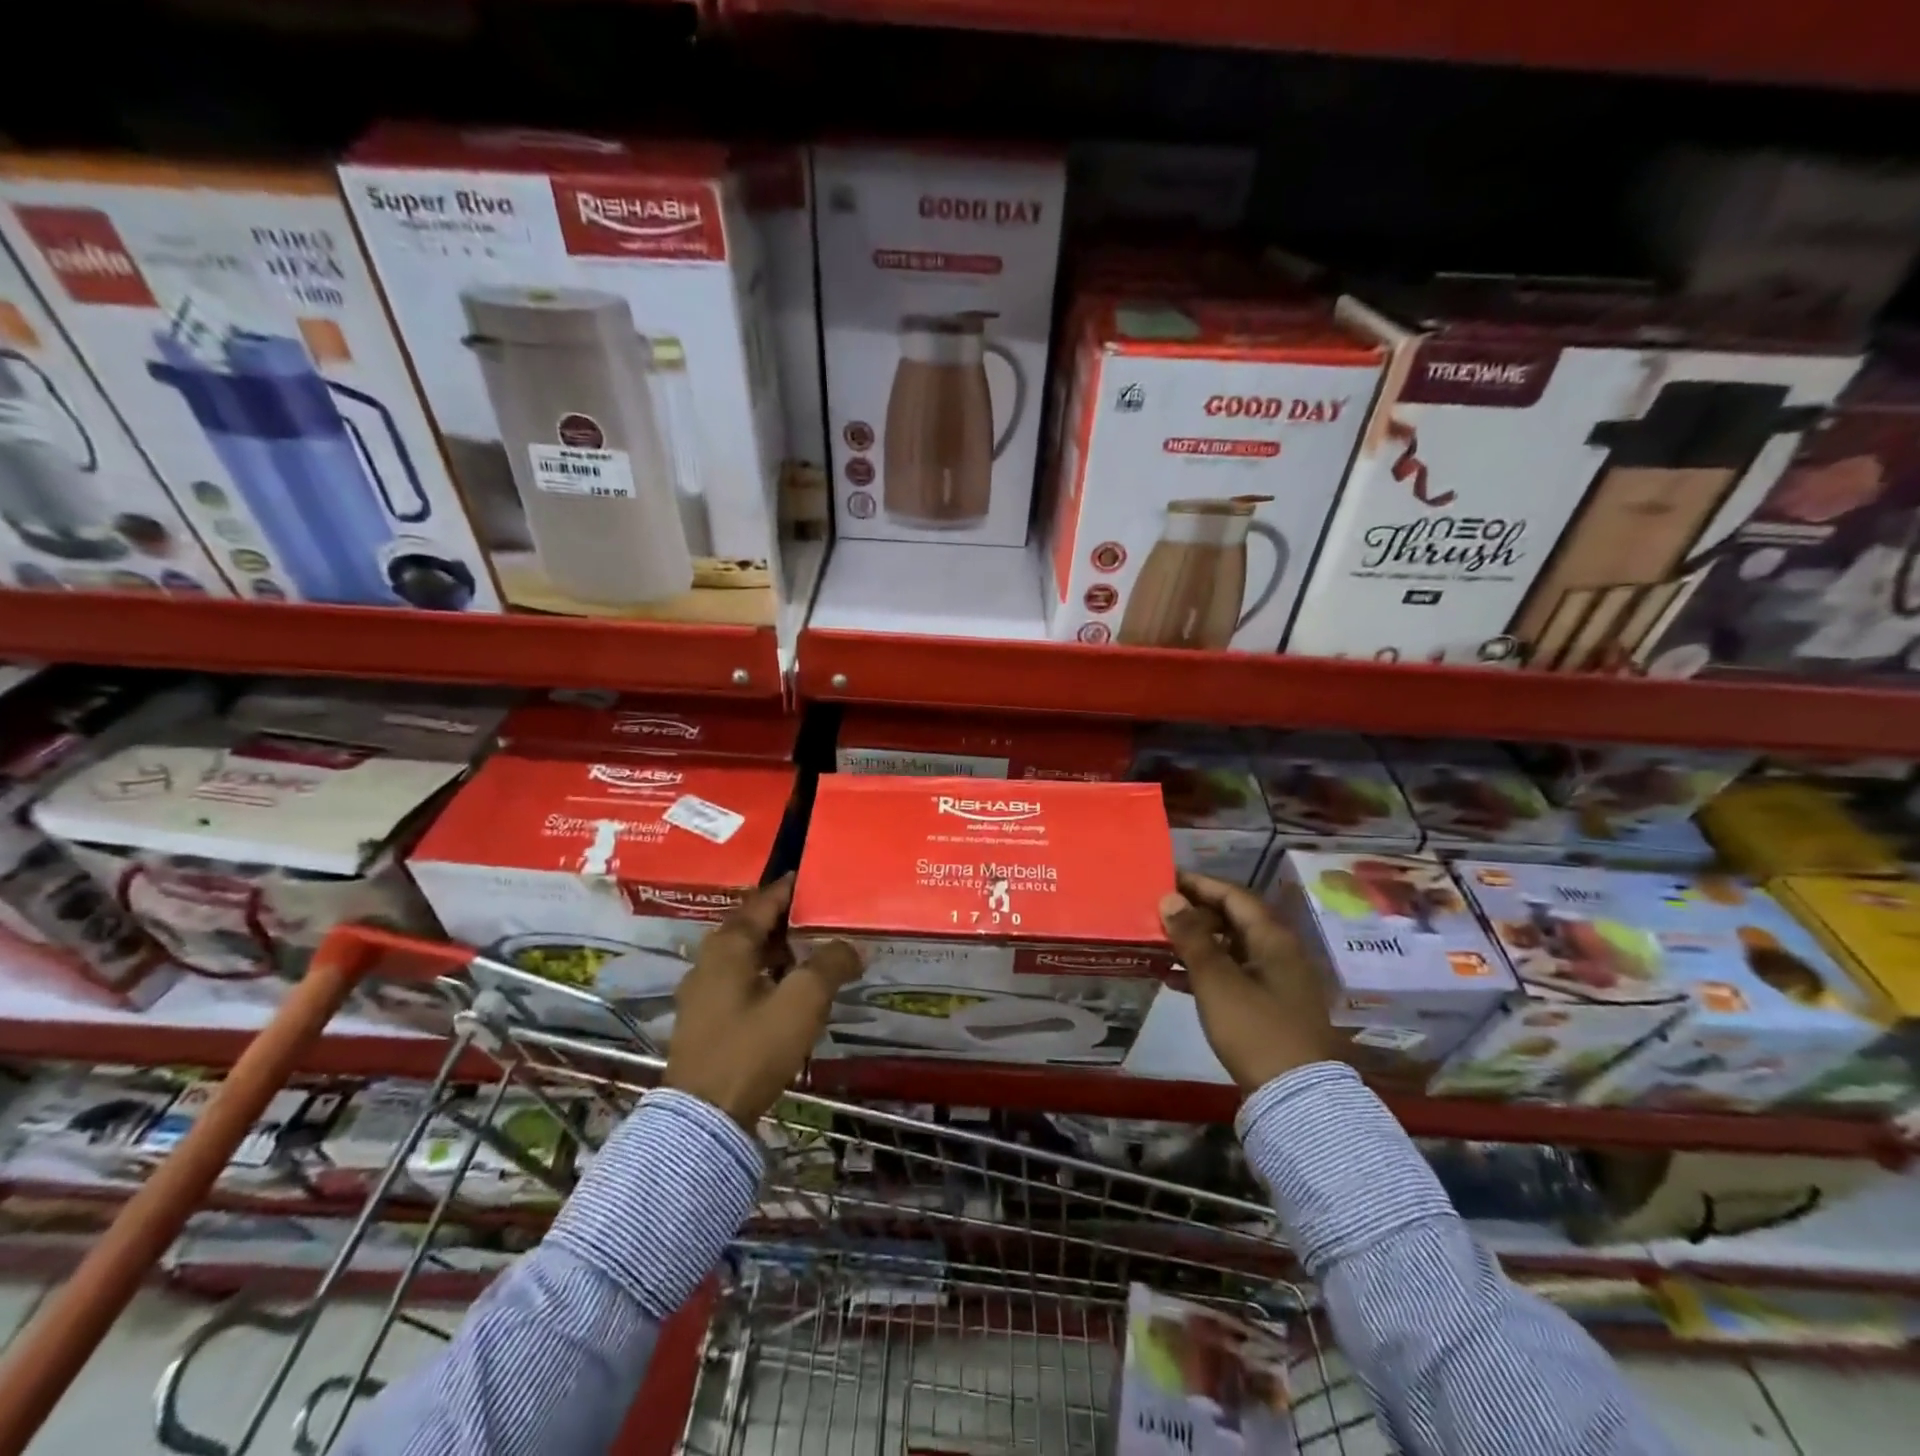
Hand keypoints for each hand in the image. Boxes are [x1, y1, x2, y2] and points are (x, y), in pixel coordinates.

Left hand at [663, 873, 862, 1127]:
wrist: (704, 1118)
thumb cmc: (753, 1047)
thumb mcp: (803, 1001)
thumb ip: (831, 964)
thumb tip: (852, 946)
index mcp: (729, 946)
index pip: (764, 901)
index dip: (791, 888)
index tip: (815, 879)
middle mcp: (710, 960)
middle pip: (754, 927)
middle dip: (789, 921)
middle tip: (824, 918)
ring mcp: (703, 992)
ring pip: (747, 957)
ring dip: (780, 952)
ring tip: (815, 955)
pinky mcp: (706, 1020)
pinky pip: (741, 982)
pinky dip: (767, 977)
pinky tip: (790, 993)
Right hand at [1158, 871, 1341, 1092]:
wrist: (1296, 1097)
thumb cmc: (1255, 1029)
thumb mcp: (1216, 981)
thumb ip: (1192, 938)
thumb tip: (1170, 898)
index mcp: (1272, 938)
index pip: (1233, 895)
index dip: (1199, 884)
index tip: (1166, 880)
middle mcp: (1279, 952)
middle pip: (1234, 919)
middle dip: (1195, 914)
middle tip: (1158, 914)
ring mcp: (1277, 981)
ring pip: (1231, 948)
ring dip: (1197, 943)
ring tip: (1160, 944)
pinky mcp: (1270, 1007)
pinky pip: (1233, 974)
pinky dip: (1206, 971)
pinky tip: (1174, 980)